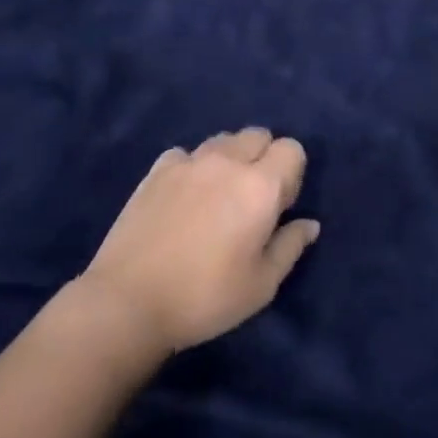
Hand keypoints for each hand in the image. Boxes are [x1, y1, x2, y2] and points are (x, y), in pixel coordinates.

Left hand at [79, 127, 320, 353]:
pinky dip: (193, 167)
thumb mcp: (261, 285)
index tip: (279, 208)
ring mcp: (189, 162)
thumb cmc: (205, 298)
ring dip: (230, 159)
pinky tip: (183, 197)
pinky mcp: (157, 170)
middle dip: (263, 158)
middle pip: (258, 135)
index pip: (292, 149)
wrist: (128, 302)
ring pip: (223, 141)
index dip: (292, 174)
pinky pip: (186, 154)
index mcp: (260, 186)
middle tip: (251, 200)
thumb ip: (290, 247)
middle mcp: (227, 162)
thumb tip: (309, 224)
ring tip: (217, 196)